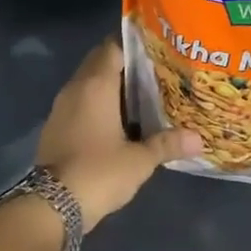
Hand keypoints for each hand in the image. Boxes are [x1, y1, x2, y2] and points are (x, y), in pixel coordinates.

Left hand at [37, 39, 200, 229]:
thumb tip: (198, 139)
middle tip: (154, 72)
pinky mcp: (55, 125)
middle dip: (123, 64)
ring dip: (109, 85)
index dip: (134, 45)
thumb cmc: (99, 172)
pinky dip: (96, 103)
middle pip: (99, 62)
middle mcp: (76, 87)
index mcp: (96, 84)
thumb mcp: (139, 160)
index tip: (156, 49)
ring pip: (87, 82)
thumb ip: (167, 144)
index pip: (113, 47)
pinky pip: (79, 101)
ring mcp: (61, 106)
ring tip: (141, 95)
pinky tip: (117, 119)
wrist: (52, 204)